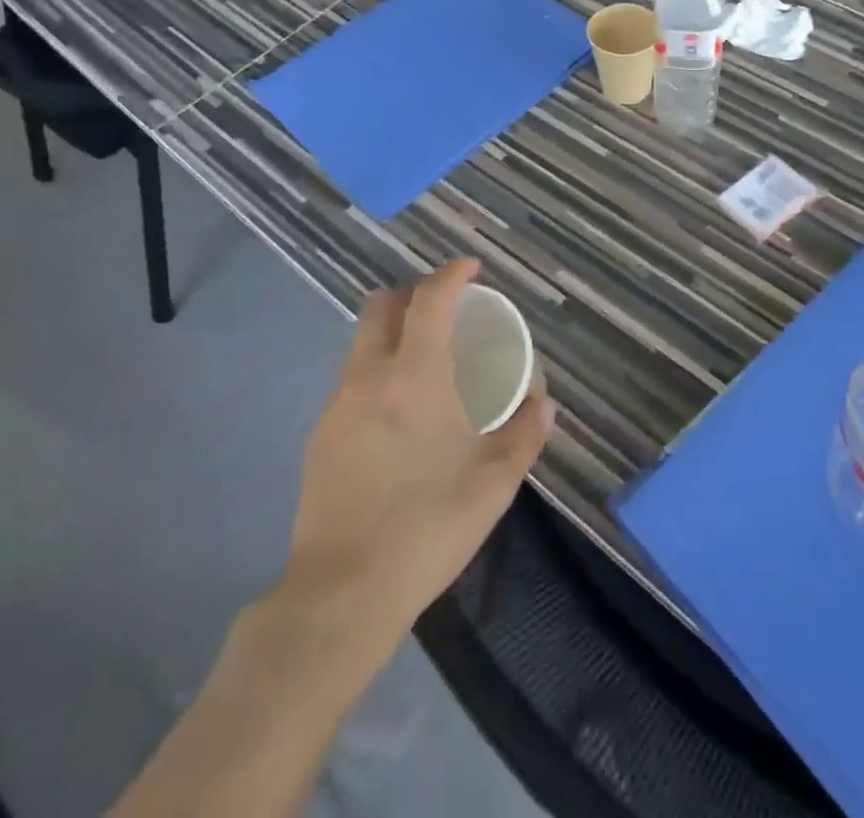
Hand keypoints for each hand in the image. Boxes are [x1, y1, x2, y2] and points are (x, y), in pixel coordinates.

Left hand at [283, 260, 554, 646]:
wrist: (341, 593)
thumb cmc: (428, 528)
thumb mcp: (495, 483)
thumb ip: (525, 434)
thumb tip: (543, 403)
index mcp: (415, 376)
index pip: (430, 299)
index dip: (452, 274)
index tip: (472, 270)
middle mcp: (370, 375)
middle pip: (383, 306)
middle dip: (415, 293)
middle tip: (446, 310)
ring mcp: (338, 404)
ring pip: (363, 341)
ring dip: (394, 332)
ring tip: (425, 361)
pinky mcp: (320, 434)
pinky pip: (352, 379)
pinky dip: (378, 370)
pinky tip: (398, 412)